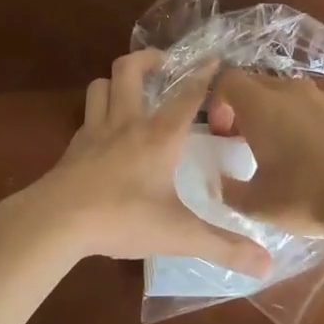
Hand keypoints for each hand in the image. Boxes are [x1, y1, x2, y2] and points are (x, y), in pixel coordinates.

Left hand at [36, 52, 272, 276]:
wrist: (56, 221)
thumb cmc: (122, 218)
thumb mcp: (178, 235)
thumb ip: (222, 246)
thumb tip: (267, 265)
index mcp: (159, 136)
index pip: (187, 96)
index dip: (203, 75)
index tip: (214, 59)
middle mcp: (127, 123)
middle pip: (129, 70)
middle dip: (148, 59)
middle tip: (164, 63)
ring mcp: (94, 132)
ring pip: (100, 86)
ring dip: (116, 81)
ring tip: (131, 90)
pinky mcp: (72, 148)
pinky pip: (86, 116)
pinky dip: (98, 113)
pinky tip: (105, 133)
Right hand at [205, 69, 323, 241]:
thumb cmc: (306, 198)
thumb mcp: (256, 205)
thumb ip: (229, 189)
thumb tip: (221, 181)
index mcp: (261, 106)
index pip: (228, 80)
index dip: (219, 102)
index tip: (226, 133)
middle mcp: (294, 90)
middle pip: (261, 84)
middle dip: (251, 108)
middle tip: (254, 142)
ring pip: (297, 95)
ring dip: (287, 114)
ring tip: (295, 149)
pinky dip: (321, 122)